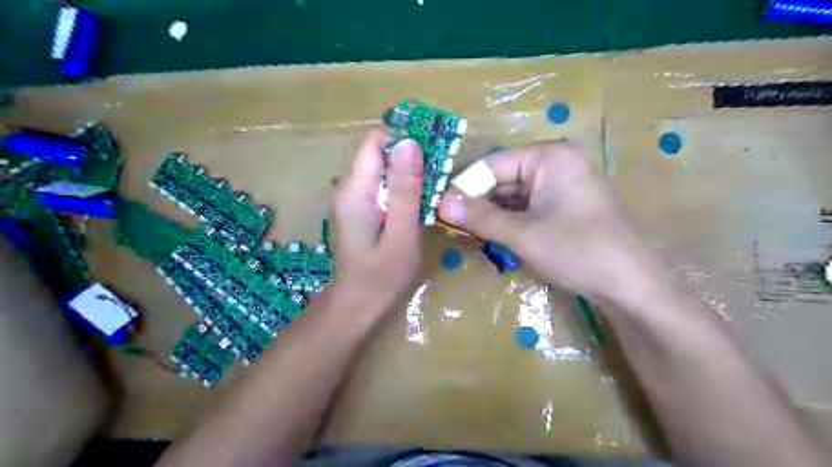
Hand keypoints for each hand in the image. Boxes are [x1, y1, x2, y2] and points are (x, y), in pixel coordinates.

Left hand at [330, 127, 424, 308]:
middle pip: (378, 153)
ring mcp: (349, 198)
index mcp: (354, 190)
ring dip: (406, 176)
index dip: (403, 142)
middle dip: (408, 160)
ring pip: (380, 169)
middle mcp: (346, 187)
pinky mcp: (355, 209)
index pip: (374, 140)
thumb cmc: (382, 275)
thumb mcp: (401, 233)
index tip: (429, 159)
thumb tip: (409, 142)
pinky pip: (378, 186)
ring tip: (427, 197)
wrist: (357, 304)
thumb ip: (404, 189)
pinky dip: (398, 190)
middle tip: (434, 182)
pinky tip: (412, 209)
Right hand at [438, 140, 659, 299]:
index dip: (465, 186)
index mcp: (549, 156)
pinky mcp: (563, 205)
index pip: (493, 164)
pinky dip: (508, 222)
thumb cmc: (578, 251)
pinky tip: (492, 238)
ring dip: (490, 215)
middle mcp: (555, 163)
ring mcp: (561, 185)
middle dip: (477, 203)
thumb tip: (440, 202)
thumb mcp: (523, 234)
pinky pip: (526, 207)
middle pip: (502, 178)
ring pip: (512, 195)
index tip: (440, 209)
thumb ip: (480, 216)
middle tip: (450, 225)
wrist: (631, 286)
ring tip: (466, 234)